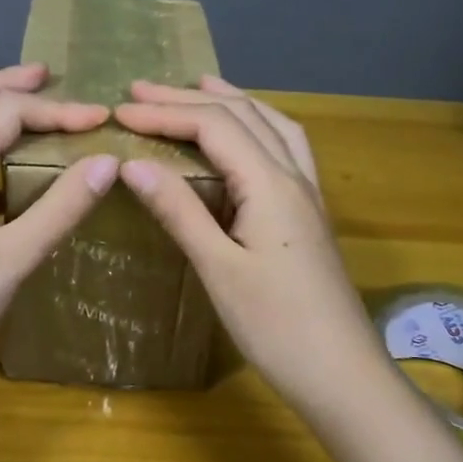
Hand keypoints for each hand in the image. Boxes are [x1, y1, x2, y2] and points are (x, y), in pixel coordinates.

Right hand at [113, 77, 392, 418]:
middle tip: (140, 90)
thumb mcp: (219, 269)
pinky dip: (257, 126)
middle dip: (189, 98)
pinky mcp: (309, 214)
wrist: (342, 374)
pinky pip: (284, 147)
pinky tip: (246, 137)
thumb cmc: (276, 327)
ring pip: (271, 125)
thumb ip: (179, 211)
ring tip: (198, 87)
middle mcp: (293, 176)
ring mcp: (308, 194)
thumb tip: (132, 164)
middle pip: (242, 115)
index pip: (214, 126)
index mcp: (270, 184)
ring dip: (231, 100)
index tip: (120, 112)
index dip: (165, 113)